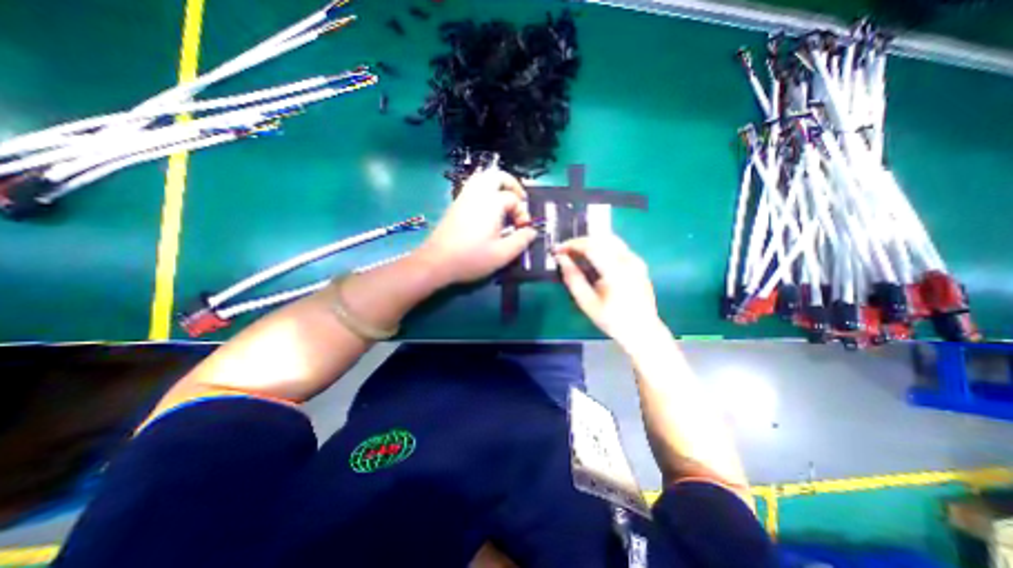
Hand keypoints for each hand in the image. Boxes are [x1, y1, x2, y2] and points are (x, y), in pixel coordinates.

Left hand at [410, 166, 536, 286]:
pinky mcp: (456, 204)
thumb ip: (521, 240)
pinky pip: (473, 187)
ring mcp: (464, 197)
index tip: (522, 229)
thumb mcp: (503, 254)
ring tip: (505, 201)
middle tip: (519, 200)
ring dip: (497, 185)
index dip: (522, 213)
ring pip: (482, 178)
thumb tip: (532, 231)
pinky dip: (485, 190)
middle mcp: (477, 194)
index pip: (514, 199)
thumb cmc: (471, 258)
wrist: (437, 261)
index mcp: (491, 203)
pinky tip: (488, 209)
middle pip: (497, 176)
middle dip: (512, 185)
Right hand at [553, 234, 666, 347]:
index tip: (557, 249)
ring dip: (591, 243)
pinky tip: (593, 258)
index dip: (572, 245)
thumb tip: (561, 258)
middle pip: (601, 239)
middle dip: (580, 242)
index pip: (591, 246)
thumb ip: (573, 278)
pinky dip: (601, 247)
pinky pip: (617, 247)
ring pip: (610, 240)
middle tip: (565, 251)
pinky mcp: (639, 262)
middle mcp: (629, 260)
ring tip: (576, 253)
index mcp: (616, 272)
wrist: (642, 331)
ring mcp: (636, 260)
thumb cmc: (612, 320)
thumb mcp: (587, 303)